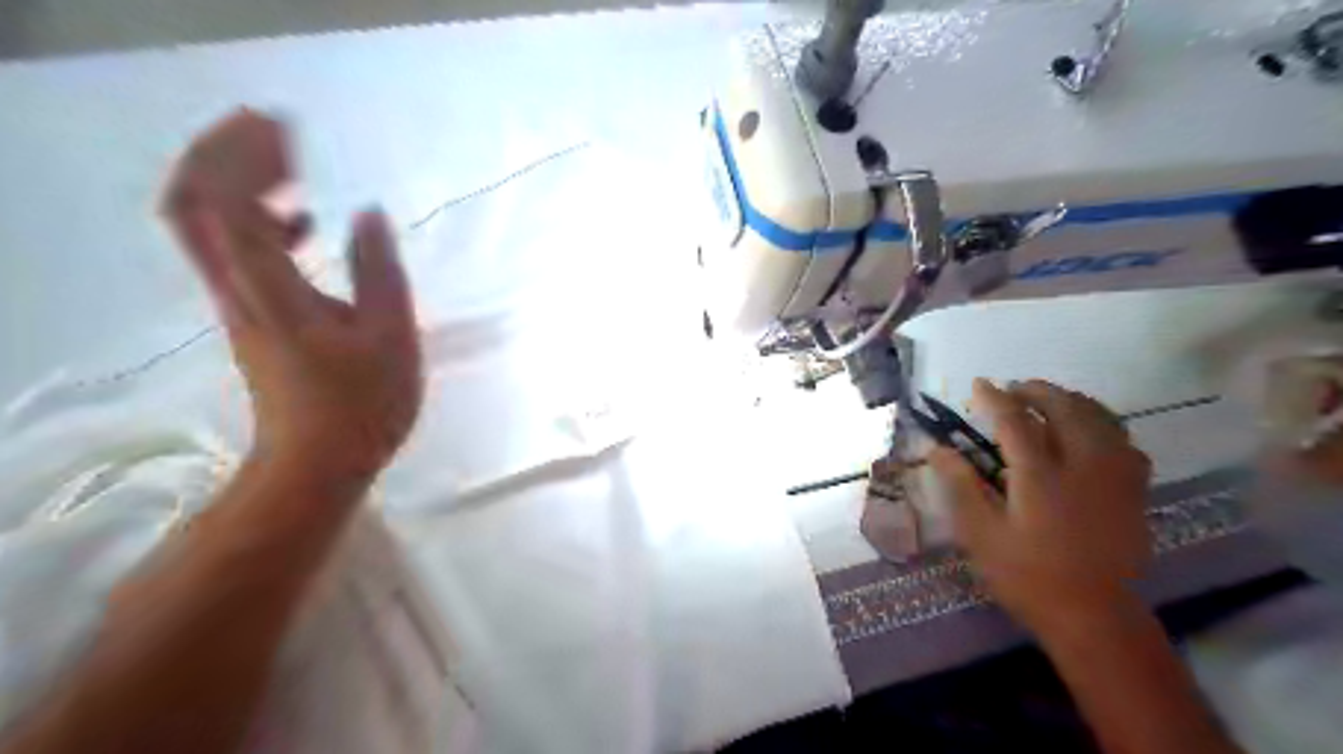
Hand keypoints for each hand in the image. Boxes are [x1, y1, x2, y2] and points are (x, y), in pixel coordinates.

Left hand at [161, 109, 423, 486]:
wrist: (318, 464)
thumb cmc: (361, 405)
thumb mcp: (389, 337)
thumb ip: (379, 272)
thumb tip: (368, 214)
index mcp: (269, 290)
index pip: (225, 202)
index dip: (243, 154)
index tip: (286, 129)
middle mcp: (237, 288)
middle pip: (193, 204)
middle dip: (224, 155)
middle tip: (275, 131)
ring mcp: (239, 304)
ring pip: (207, 227)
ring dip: (238, 184)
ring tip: (291, 164)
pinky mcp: (253, 318)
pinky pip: (235, 252)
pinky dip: (258, 221)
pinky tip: (303, 222)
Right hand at [937, 379, 1153, 633]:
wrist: (1093, 616)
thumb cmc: (1027, 576)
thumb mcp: (980, 534)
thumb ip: (961, 486)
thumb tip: (938, 449)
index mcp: (1040, 476)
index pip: (1015, 421)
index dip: (995, 398)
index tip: (979, 385)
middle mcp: (1083, 466)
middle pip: (1065, 408)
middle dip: (1038, 391)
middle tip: (1014, 388)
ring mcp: (1115, 477)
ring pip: (1100, 418)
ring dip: (1072, 401)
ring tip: (1049, 400)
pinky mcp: (1134, 492)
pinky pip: (1124, 441)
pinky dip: (1103, 424)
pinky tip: (1089, 431)